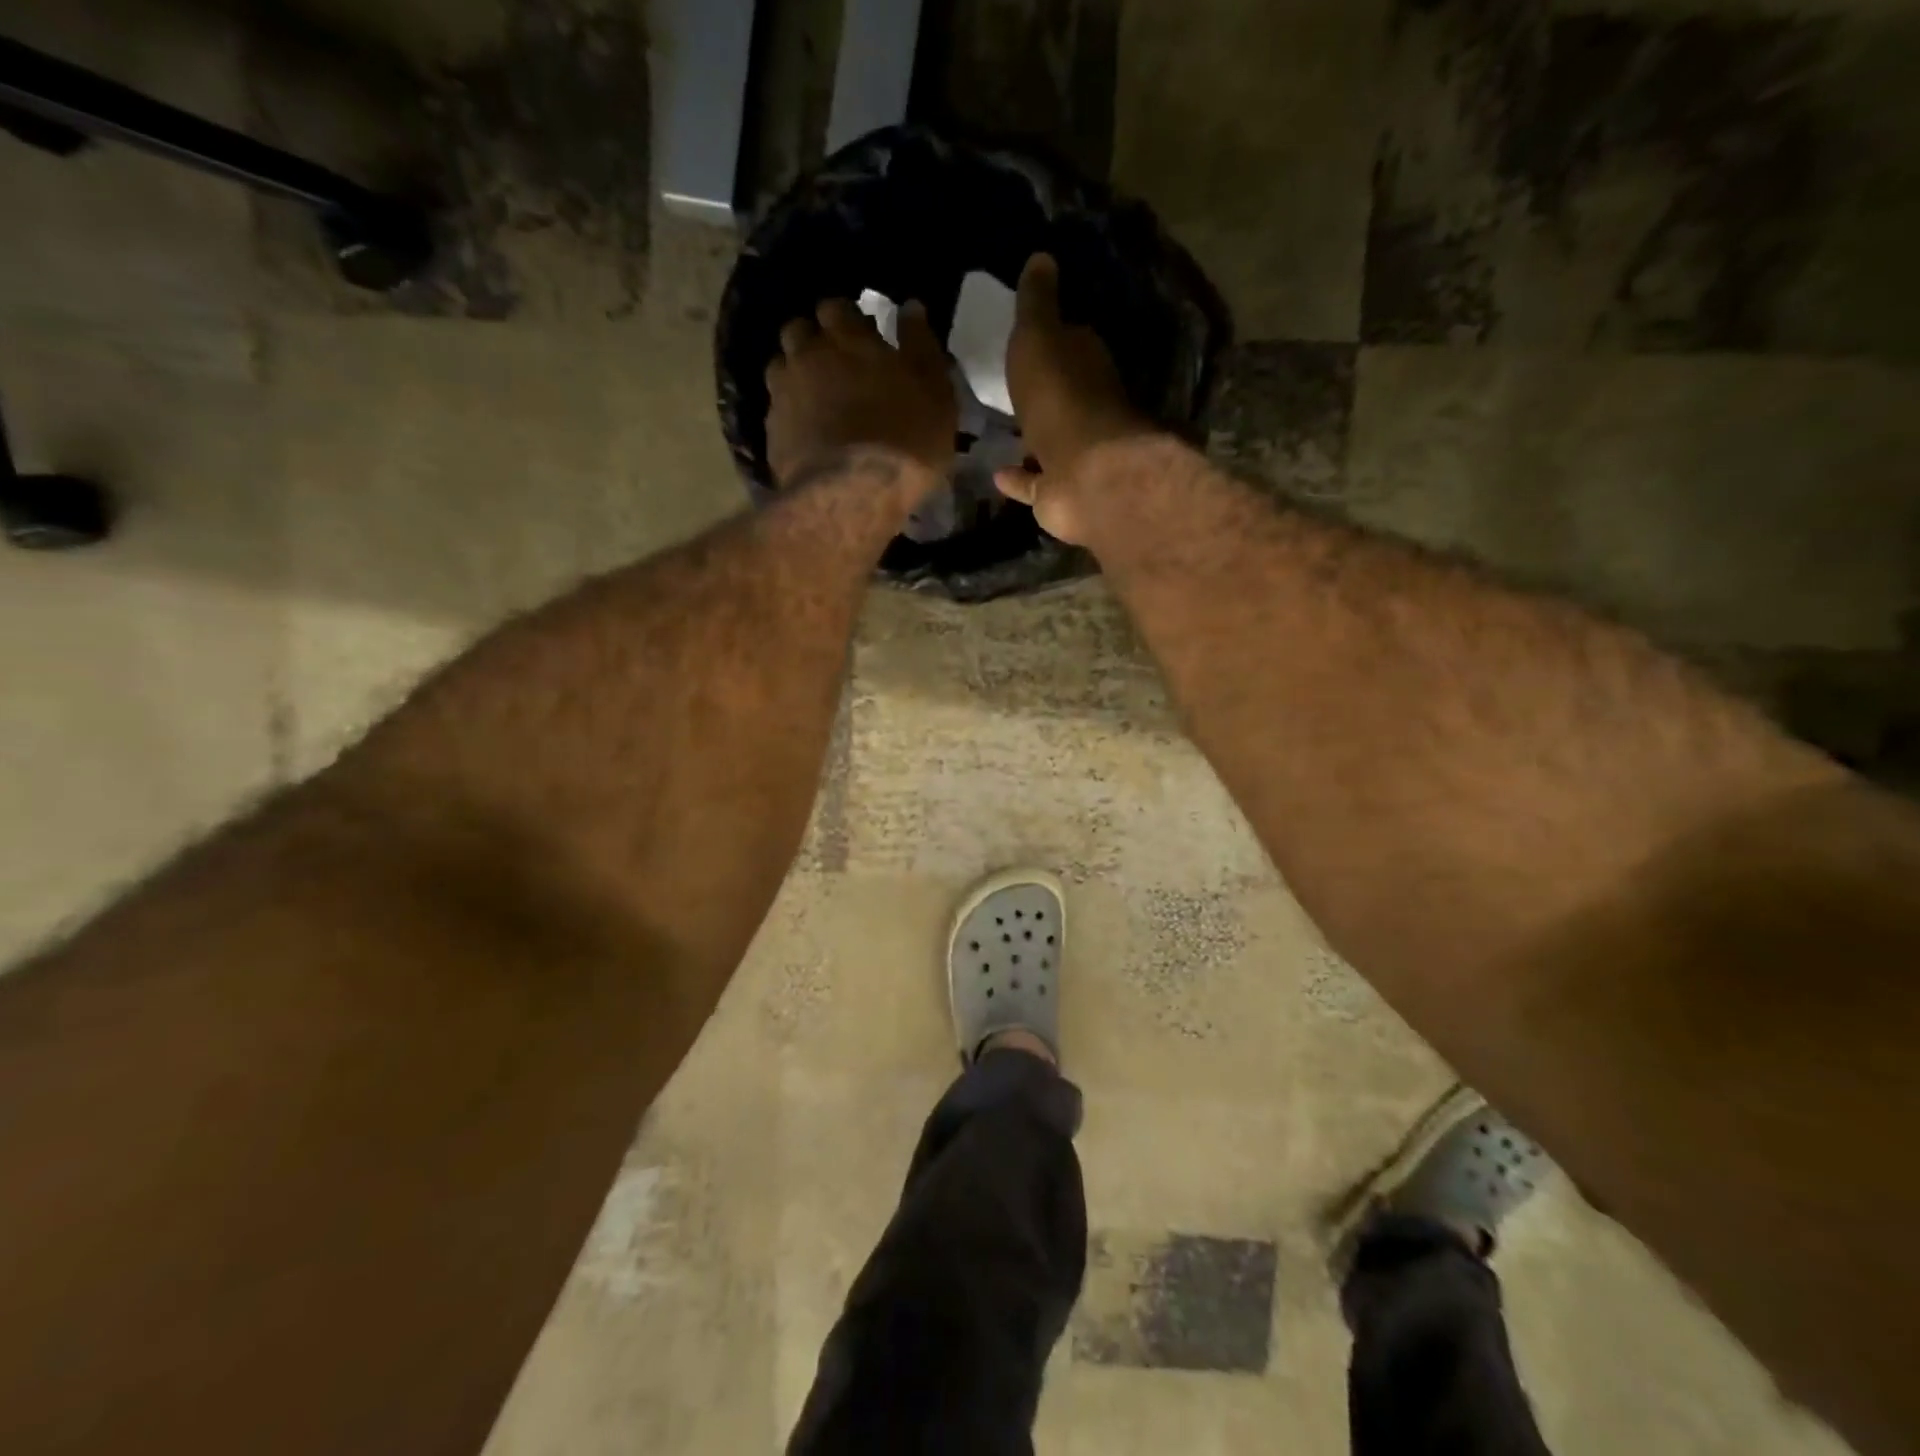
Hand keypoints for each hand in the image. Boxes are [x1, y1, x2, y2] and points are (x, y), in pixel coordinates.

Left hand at [765, 298, 955, 491]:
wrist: (853, 494)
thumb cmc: (906, 439)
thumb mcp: (934, 392)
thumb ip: (921, 345)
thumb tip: (910, 307)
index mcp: (847, 337)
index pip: (836, 307)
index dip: (846, 319)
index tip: (860, 335)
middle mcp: (807, 355)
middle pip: (799, 330)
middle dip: (814, 340)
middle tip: (835, 365)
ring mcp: (783, 393)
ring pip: (780, 367)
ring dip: (796, 374)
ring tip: (816, 398)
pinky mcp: (772, 431)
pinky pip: (776, 409)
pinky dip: (789, 413)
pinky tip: (806, 431)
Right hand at [994, 254, 1153, 543]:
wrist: (1084, 474)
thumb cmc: (1060, 398)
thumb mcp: (1040, 338)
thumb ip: (1037, 304)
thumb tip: (1041, 258)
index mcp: (1085, 365)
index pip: (1071, 343)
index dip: (1050, 336)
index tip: (1025, 334)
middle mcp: (1084, 409)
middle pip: (1060, 394)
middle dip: (1040, 390)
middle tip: (1006, 384)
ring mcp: (1073, 455)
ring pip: (1047, 441)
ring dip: (1029, 437)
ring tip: (997, 430)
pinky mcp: (1059, 493)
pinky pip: (1034, 482)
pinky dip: (1018, 478)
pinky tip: (996, 473)